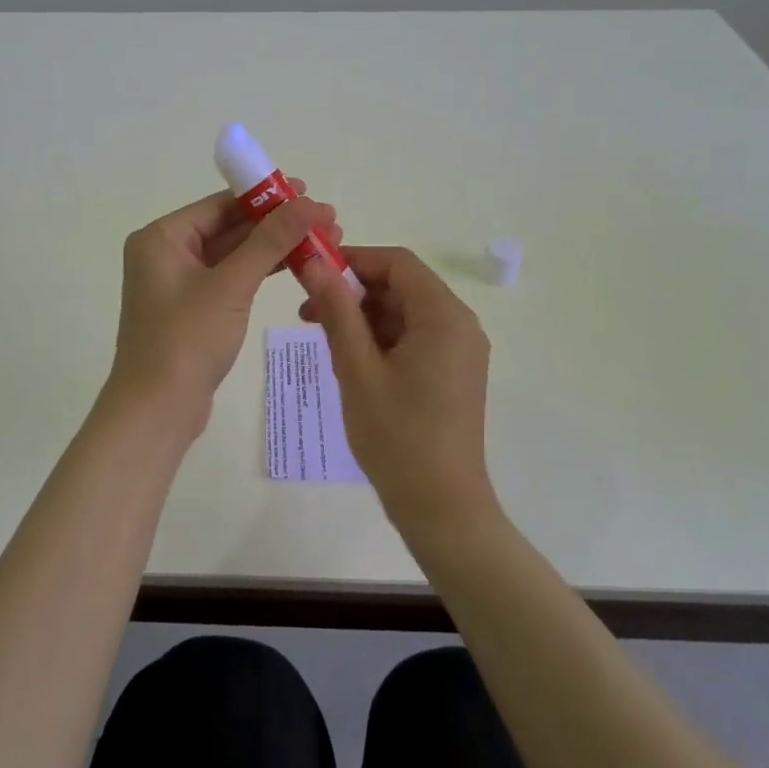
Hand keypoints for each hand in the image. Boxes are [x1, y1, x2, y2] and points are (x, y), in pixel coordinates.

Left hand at [106, 185, 340, 437]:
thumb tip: (308, 202)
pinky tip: (297, 267)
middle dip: (277, 224)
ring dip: (274, 248)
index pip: (221, 204)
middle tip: (326, 221)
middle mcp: (166, 253)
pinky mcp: (193, 309)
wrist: (157, 410)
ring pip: (233, 254)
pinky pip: (231, 279)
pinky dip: (261, 272)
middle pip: (229, 227)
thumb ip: (270, 241)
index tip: (309, 193)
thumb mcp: (231, 285)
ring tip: (322, 242)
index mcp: (162, 237)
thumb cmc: (186, 340)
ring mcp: (179, 283)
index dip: (267, 197)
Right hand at [301, 247, 498, 538]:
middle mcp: (459, 325)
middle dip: (354, 292)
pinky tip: (350, 360)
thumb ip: (337, 311)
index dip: (353, 261)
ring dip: (364, 318)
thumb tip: (315, 264)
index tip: (313, 274)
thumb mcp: (357, 369)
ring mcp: (460, 350)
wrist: (441, 506)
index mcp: (443, 316)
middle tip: (308, 312)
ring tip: (323, 340)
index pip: (397, 263)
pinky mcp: (453, 372)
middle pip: (402, 286)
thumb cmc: (397, 436)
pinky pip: (414, 338)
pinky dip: (381, 339)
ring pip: (405, 313)